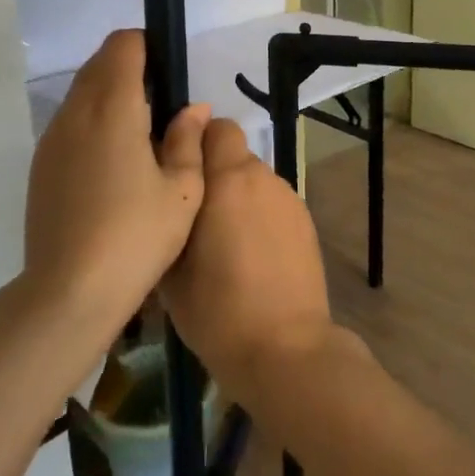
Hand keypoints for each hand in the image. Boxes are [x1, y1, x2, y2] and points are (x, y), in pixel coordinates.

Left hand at [24, 30, 208, 330]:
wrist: (68, 292)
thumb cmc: (136, 237)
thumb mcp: (181, 190)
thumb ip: (188, 139)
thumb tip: (193, 108)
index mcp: (113, 109)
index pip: (123, 46)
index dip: (147, 46)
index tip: (169, 72)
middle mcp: (75, 113)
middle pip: (99, 64)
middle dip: (130, 68)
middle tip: (162, 106)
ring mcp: (52, 139)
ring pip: (81, 92)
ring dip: (109, 95)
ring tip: (141, 136)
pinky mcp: (40, 165)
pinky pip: (69, 121)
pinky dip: (92, 121)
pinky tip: (113, 163)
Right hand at [161, 119, 335, 401]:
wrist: (284, 349)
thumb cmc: (216, 310)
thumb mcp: (171, 266)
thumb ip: (170, 212)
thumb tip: (168, 185)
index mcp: (228, 179)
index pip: (216, 127)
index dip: (195, 140)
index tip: (178, 168)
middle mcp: (262, 178)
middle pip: (234, 154)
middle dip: (213, 173)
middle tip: (192, 213)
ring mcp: (289, 199)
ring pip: (254, 180)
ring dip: (236, 196)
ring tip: (221, 241)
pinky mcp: (306, 222)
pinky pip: (272, 204)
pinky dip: (258, 216)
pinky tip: (250, 257)